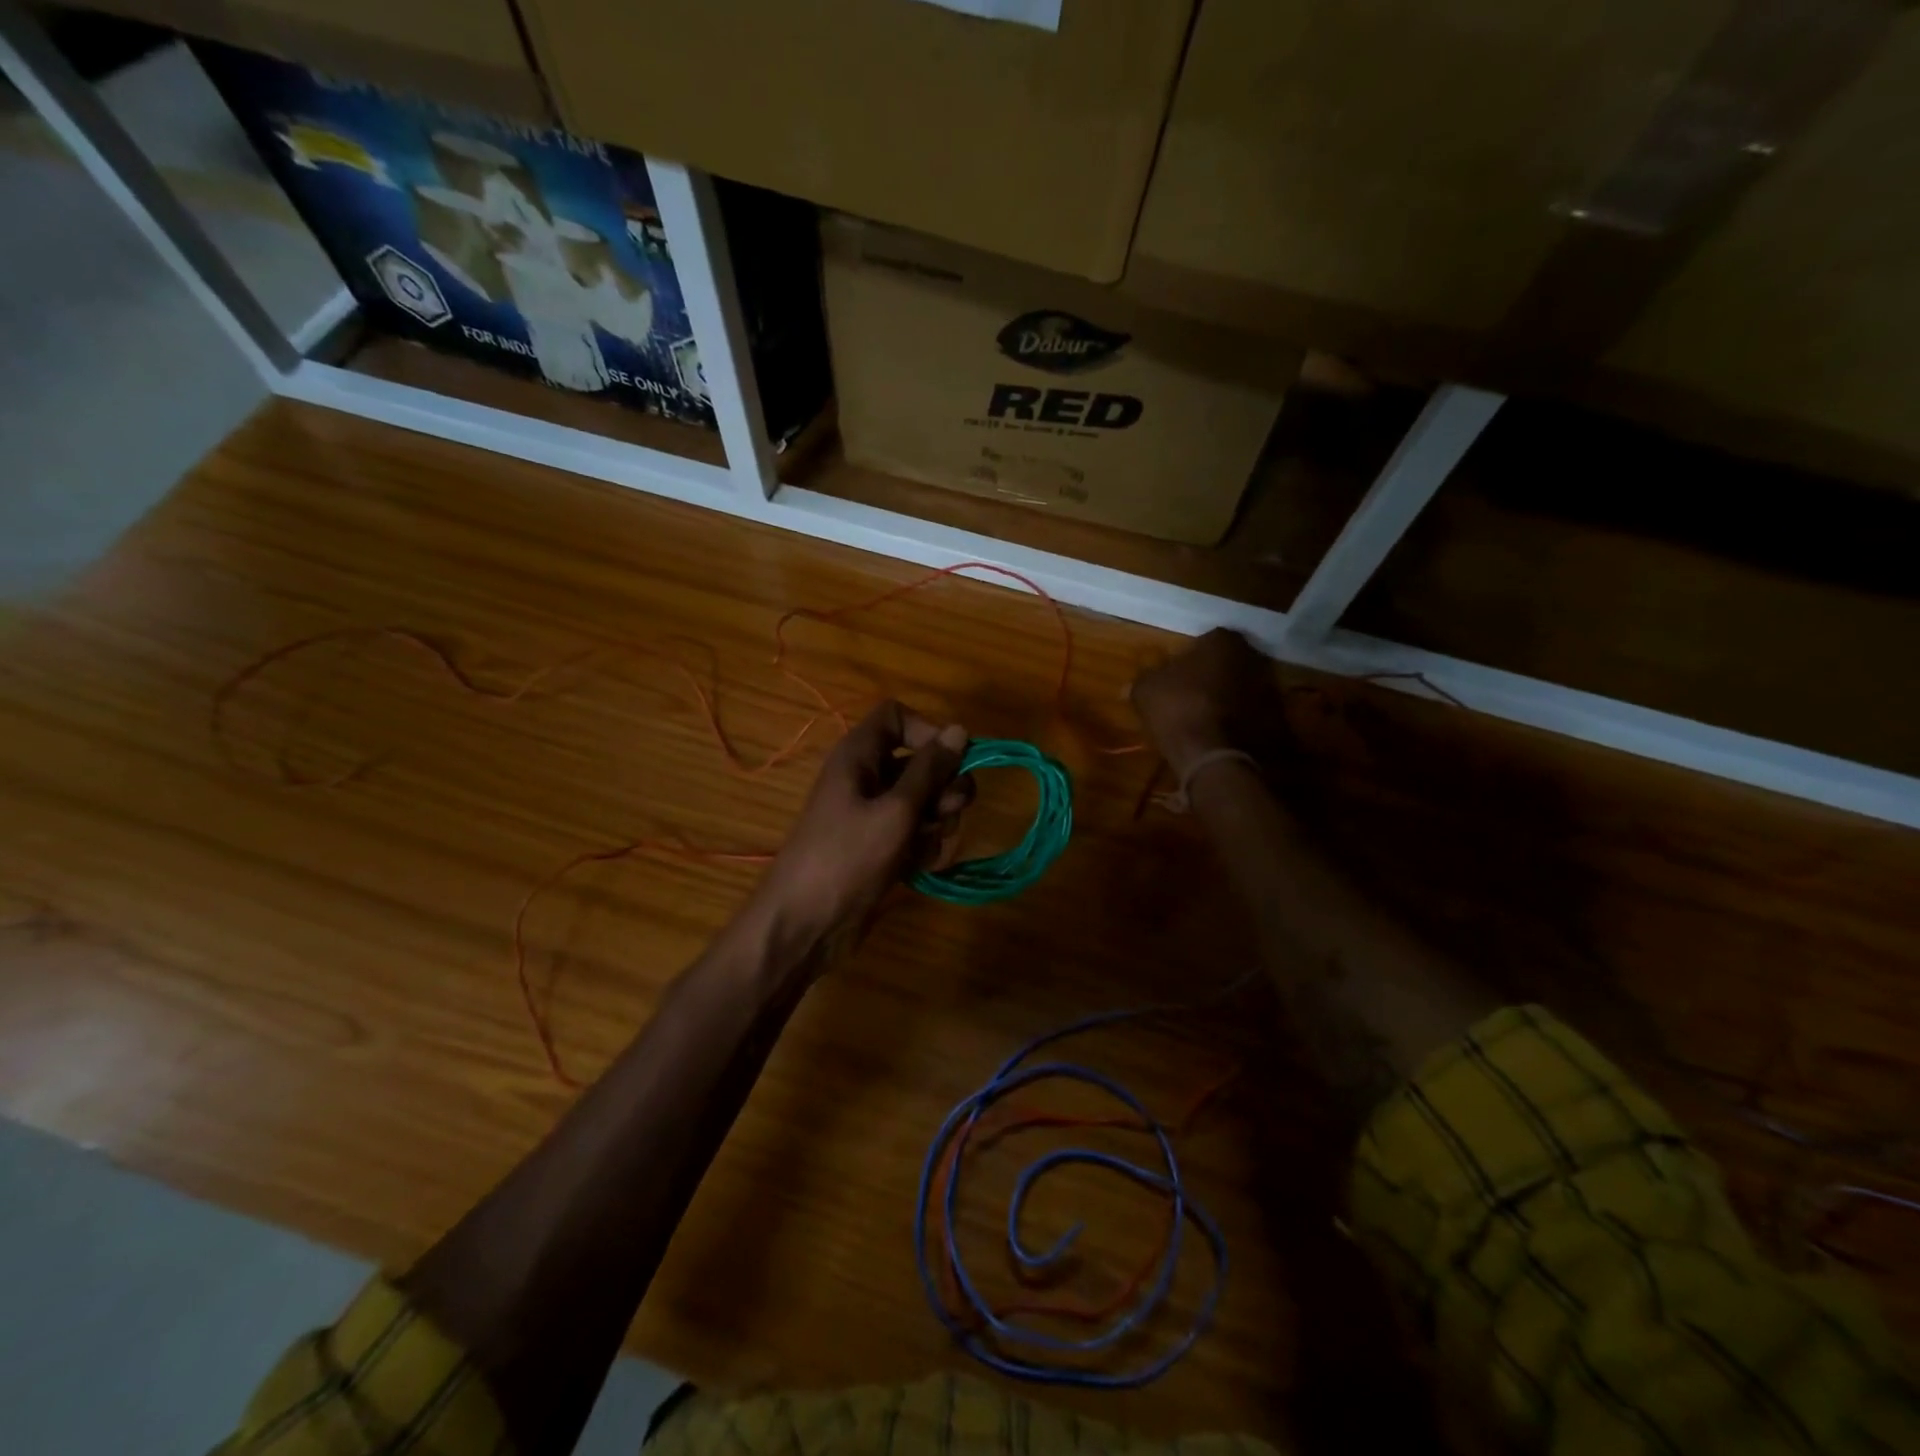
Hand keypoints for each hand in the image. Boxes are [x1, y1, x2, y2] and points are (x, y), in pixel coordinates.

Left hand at [755, 701, 970, 948]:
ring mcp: (874, 815)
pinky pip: (917, 833)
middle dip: (943, 786)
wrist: (805, 925)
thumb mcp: (895, 811)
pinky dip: (925, 847)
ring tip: (926, 848)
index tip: (949, 761)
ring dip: (937, 822)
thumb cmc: (846, 859)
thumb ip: (931, 770)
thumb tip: (960, 729)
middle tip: (947, 812)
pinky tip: (921, 867)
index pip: (897, 717)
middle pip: (920, 762)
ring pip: (925, 801)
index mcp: (859, 756)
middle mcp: (867, 778)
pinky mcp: (882, 848)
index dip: (926, 731)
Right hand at [1129, 628, 1282, 780]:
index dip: (1190, 655)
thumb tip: (1129, 685)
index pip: (1207, 639)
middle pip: (1229, 662)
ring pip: (1243, 687)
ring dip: (1228, 697)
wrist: (1215, 756)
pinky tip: (1220, 734)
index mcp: (1223, 641)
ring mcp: (1270, 689)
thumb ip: (1142, 680)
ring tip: (1204, 717)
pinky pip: (1252, 714)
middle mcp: (1253, 657)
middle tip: (1190, 692)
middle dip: (1213, 674)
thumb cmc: (1178, 709)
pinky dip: (1240, 720)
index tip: (1176, 673)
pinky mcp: (1278, 720)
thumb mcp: (1146, 691)